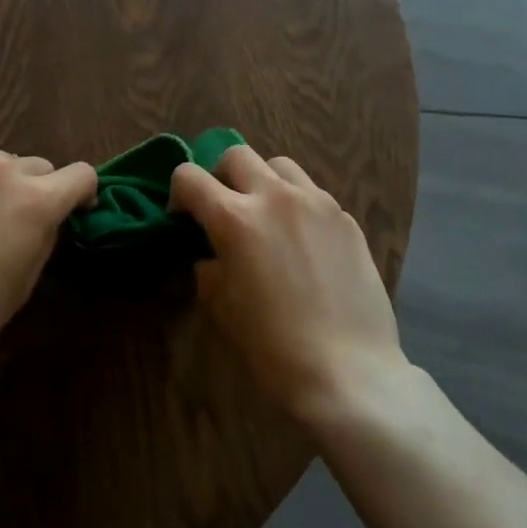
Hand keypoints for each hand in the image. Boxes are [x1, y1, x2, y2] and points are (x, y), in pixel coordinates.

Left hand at [0, 150, 96, 368]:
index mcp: (35, 198)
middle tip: (18, 221)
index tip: (74, 212)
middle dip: (37, 189)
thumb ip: (45, 234)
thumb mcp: (26, 278)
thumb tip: (48, 217)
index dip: (83, 193)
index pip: (81, 174)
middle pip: (36, 165)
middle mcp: (0, 169)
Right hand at [171, 145, 404, 423]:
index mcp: (235, 218)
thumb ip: (210, 268)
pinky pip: (313, 194)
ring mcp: (316, 203)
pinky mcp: (346, 219)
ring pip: (280, 165)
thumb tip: (212, 254)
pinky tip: (304, 243)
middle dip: (221, 176)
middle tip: (225, 209)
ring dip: (263, 182)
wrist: (348, 372)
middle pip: (236, 155)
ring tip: (267, 216)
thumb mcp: (222, 308)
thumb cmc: (273, 346)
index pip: (189, 177)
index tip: (183, 218)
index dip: (178, 194)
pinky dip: (298, 205)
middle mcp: (275, 197)